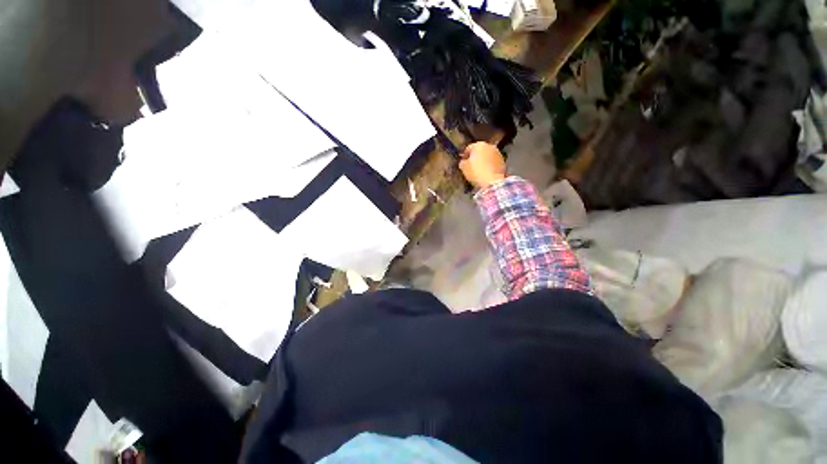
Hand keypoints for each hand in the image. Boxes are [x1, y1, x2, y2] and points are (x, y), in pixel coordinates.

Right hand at [459, 142, 506, 188]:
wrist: (493, 182)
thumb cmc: (476, 172)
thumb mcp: (463, 167)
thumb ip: (462, 162)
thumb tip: (464, 161)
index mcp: (478, 145)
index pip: (468, 148)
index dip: (464, 155)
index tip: (463, 162)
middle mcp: (489, 146)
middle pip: (479, 151)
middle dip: (475, 157)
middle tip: (471, 166)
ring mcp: (498, 153)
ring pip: (487, 156)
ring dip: (483, 161)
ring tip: (479, 170)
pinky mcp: (503, 161)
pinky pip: (493, 162)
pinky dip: (490, 165)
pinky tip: (486, 173)